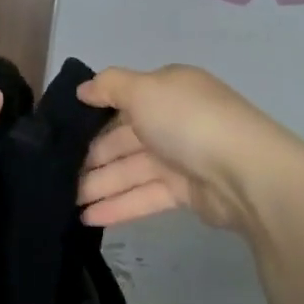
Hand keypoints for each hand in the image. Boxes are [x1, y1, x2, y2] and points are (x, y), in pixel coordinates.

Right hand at [75, 64, 302, 232]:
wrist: (246, 174)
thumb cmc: (188, 121)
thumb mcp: (143, 90)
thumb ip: (109, 86)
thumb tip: (83, 89)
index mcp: (167, 90)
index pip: (123, 100)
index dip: (93, 114)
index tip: (64, 131)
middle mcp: (173, 120)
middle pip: (123, 138)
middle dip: (91, 155)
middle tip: (57, 173)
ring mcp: (180, 157)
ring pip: (131, 169)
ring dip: (99, 184)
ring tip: (65, 200)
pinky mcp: (186, 192)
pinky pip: (145, 195)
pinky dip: (118, 205)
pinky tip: (88, 217)